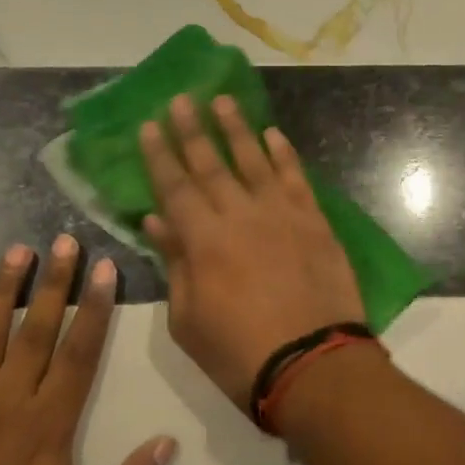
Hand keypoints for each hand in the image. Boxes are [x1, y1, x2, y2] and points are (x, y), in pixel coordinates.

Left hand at [0, 237, 176, 464]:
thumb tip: (166, 443)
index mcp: (47, 425)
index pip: (79, 353)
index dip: (95, 309)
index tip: (104, 269)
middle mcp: (6, 401)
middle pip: (36, 331)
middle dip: (54, 283)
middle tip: (64, 240)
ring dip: (4, 290)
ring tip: (18, 251)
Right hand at [140, 93, 364, 411]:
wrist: (314, 365)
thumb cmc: (239, 353)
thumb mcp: (188, 320)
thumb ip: (174, 264)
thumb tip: (157, 220)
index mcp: (203, 240)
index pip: (174, 186)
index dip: (159, 155)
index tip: (149, 124)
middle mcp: (241, 215)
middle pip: (211, 163)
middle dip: (192, 129)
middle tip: (181, 98)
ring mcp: (282, 215)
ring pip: (255, 160)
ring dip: (237, 128)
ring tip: (223, 100)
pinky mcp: (315, 222)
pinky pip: (297, 178)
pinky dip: (284, 154)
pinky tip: (273, 134)